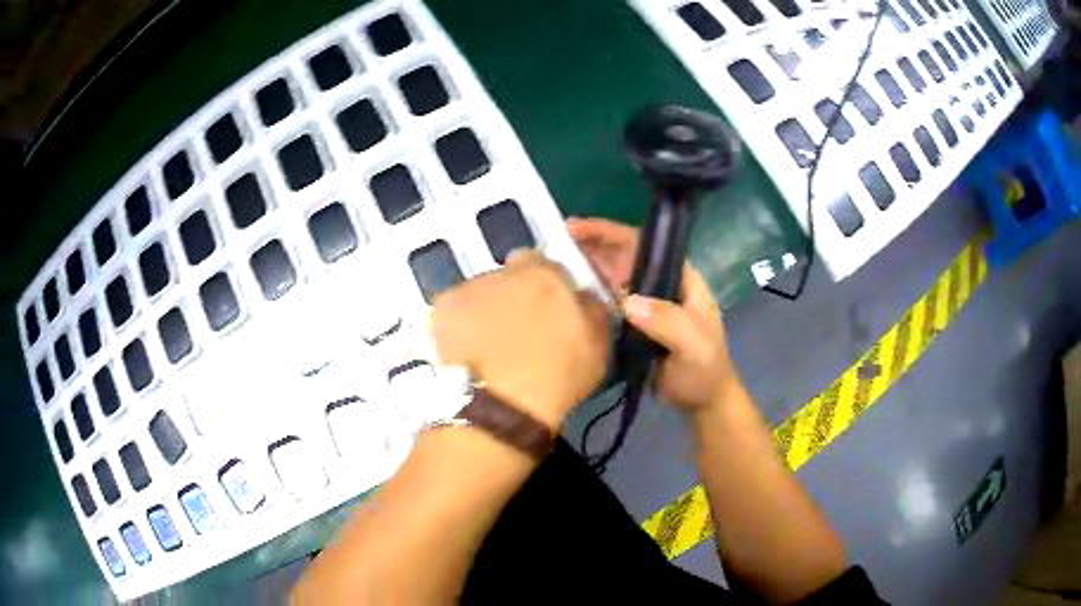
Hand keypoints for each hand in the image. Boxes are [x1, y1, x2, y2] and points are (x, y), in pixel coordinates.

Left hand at [430, 251, 609, 428]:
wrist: (502, 406)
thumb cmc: (558, 377)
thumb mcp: (599, 343)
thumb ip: (591, 307)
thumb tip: (581, 294)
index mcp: (546, 273)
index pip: (544, 264)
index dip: (545, 287)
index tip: (547, 310)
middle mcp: (504, 271)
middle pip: (508, 275)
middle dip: (513, 295)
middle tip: (517, 330)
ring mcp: (467, 288)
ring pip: (479, 292)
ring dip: (485, 308)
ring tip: (488, 344)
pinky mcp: (440, 309)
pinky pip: (453, 310)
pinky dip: (458, 323)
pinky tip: (465, 348)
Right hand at [567, 217, 737, 410]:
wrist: (702, 402)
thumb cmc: (704, 369)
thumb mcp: (692, 344)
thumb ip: (666, 321)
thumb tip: (626, 301)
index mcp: (680, 278)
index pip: (644, 245)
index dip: (611, 233)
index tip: (579, 229)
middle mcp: (660, 285)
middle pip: (623, 257)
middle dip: (592, 246)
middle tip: (555, 243)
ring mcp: (646, 305)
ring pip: (613, 279)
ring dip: (587, 268)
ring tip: (553, 263)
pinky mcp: (632, 326)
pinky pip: (608, 304)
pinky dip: (589, 296)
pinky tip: (566, 295)